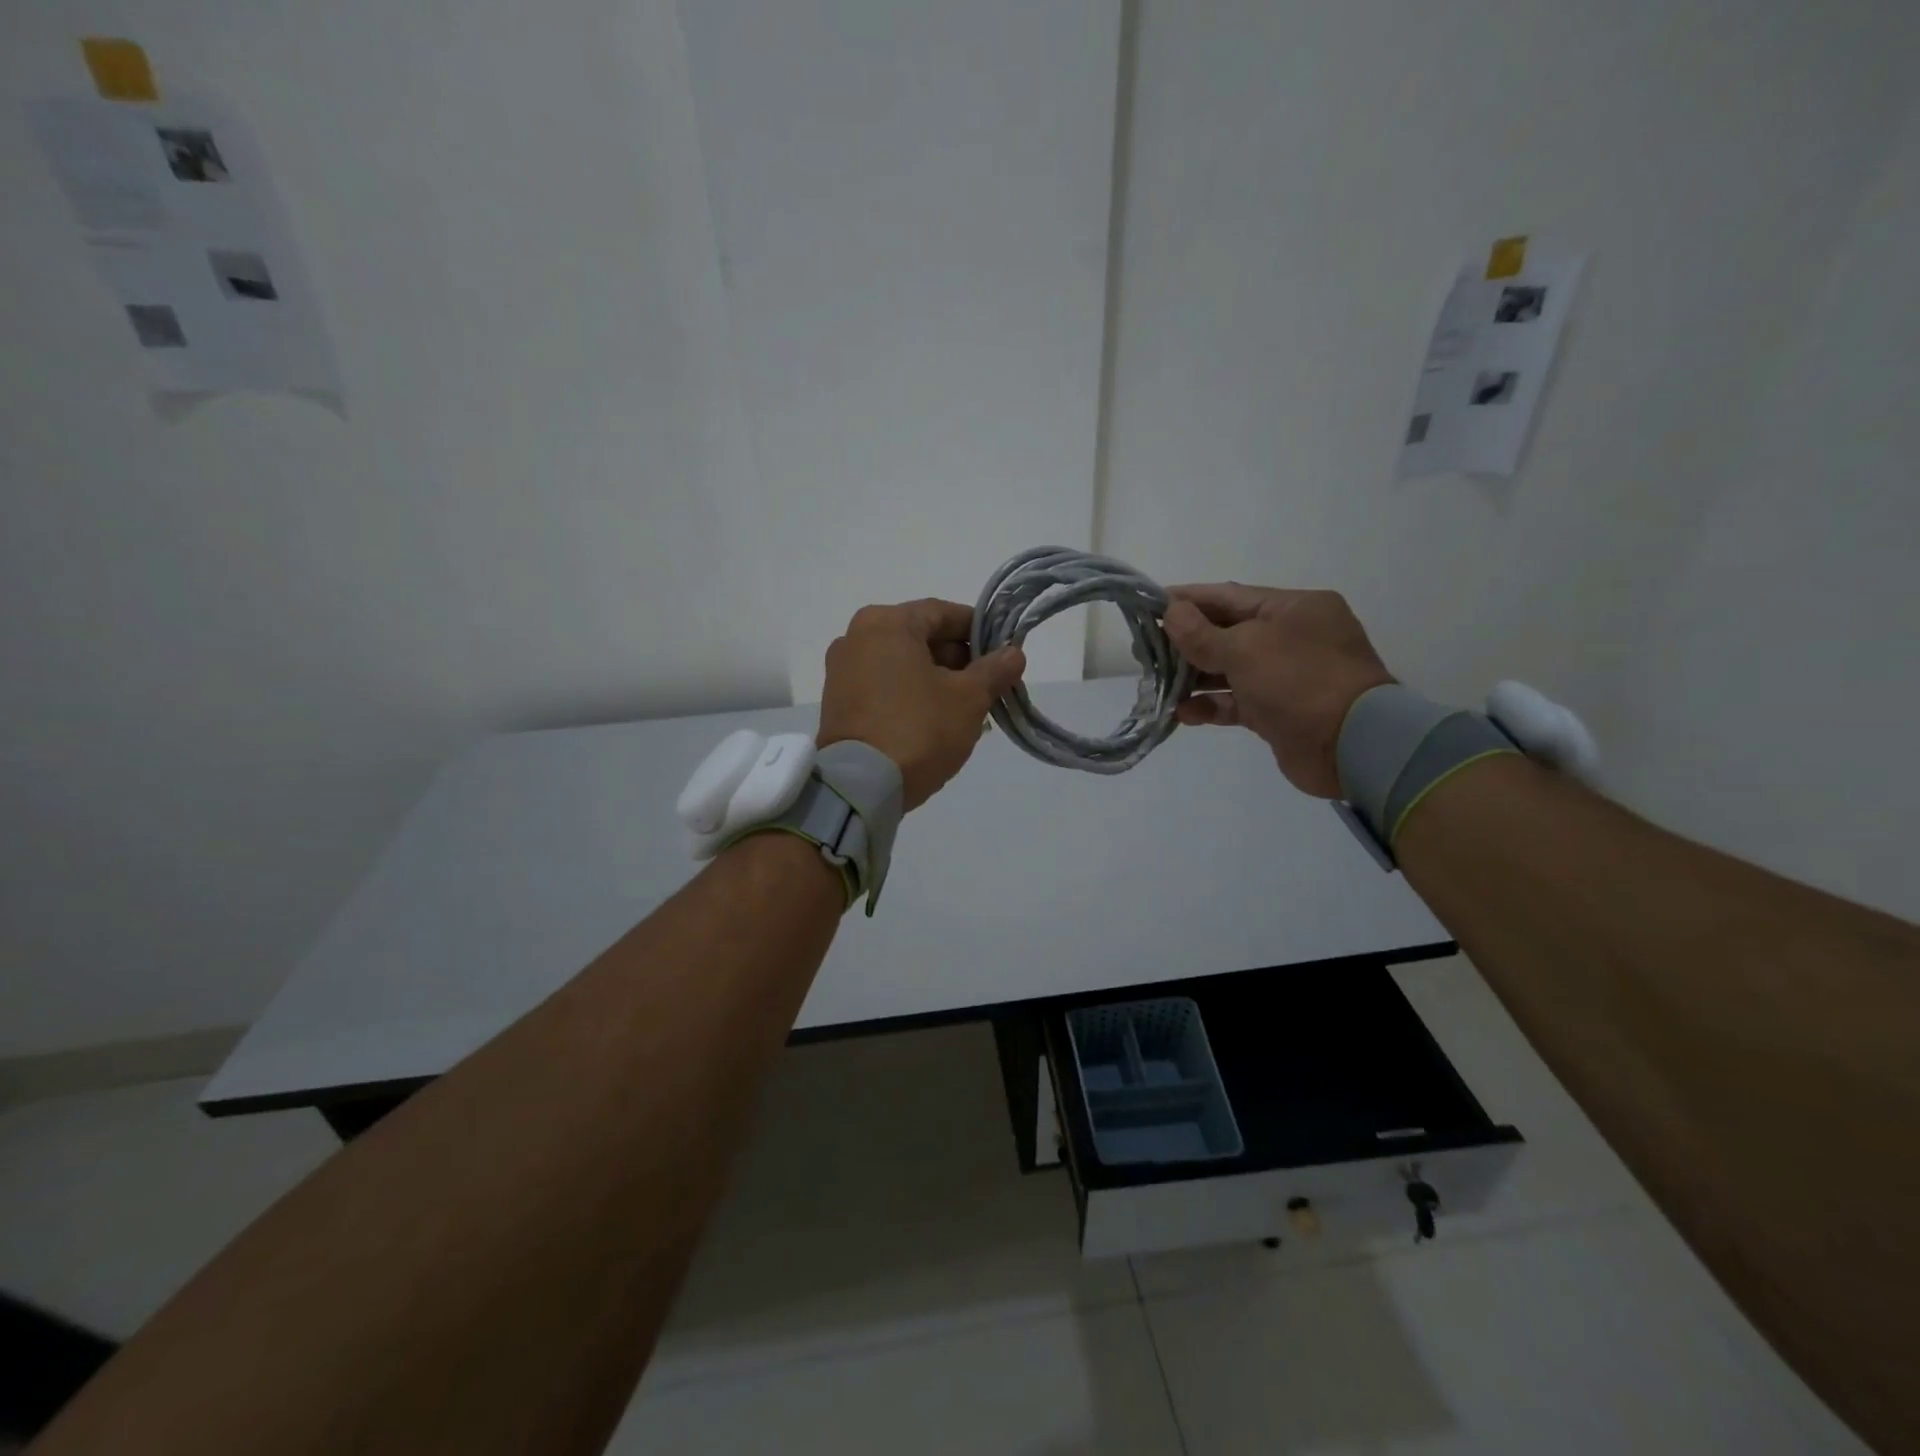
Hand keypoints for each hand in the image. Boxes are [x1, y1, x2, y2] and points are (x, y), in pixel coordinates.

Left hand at [818, 599, 1026, 810]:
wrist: (861, 785)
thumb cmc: (919, 728)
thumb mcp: (968, 699)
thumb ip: (994, 670)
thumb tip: (1013, 653)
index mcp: (886, 623)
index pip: (943, 613)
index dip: (978, 631)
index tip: (1003, 654)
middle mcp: (856, 637)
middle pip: (920, 638)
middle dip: (958, 661)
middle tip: (988, 688)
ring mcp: (841, 671)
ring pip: (902, 665)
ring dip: (936, 681)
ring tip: (966, 710)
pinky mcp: (837, 703)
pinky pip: (883, 687)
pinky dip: (910, 696)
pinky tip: (935, 721)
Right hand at [1162, 584, 1393, 797]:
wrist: (1352, 746)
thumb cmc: (1299, 681)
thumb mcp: (1245, 648)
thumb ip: (1202, 633)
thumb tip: (1171, 611)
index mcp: (1292, 608)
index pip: (1229, 595)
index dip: (1187, 600)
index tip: (1150, 605)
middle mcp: (1291, 637)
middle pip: (1227, 632)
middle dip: (1185, 641)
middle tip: (1145, 649)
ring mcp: (1286, 676)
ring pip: (1228, 669)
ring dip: (1193, 677)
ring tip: (1157, 683)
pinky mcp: (1278, 712)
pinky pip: (1236, 702)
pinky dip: (1210, 705)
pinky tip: (1183, 713)